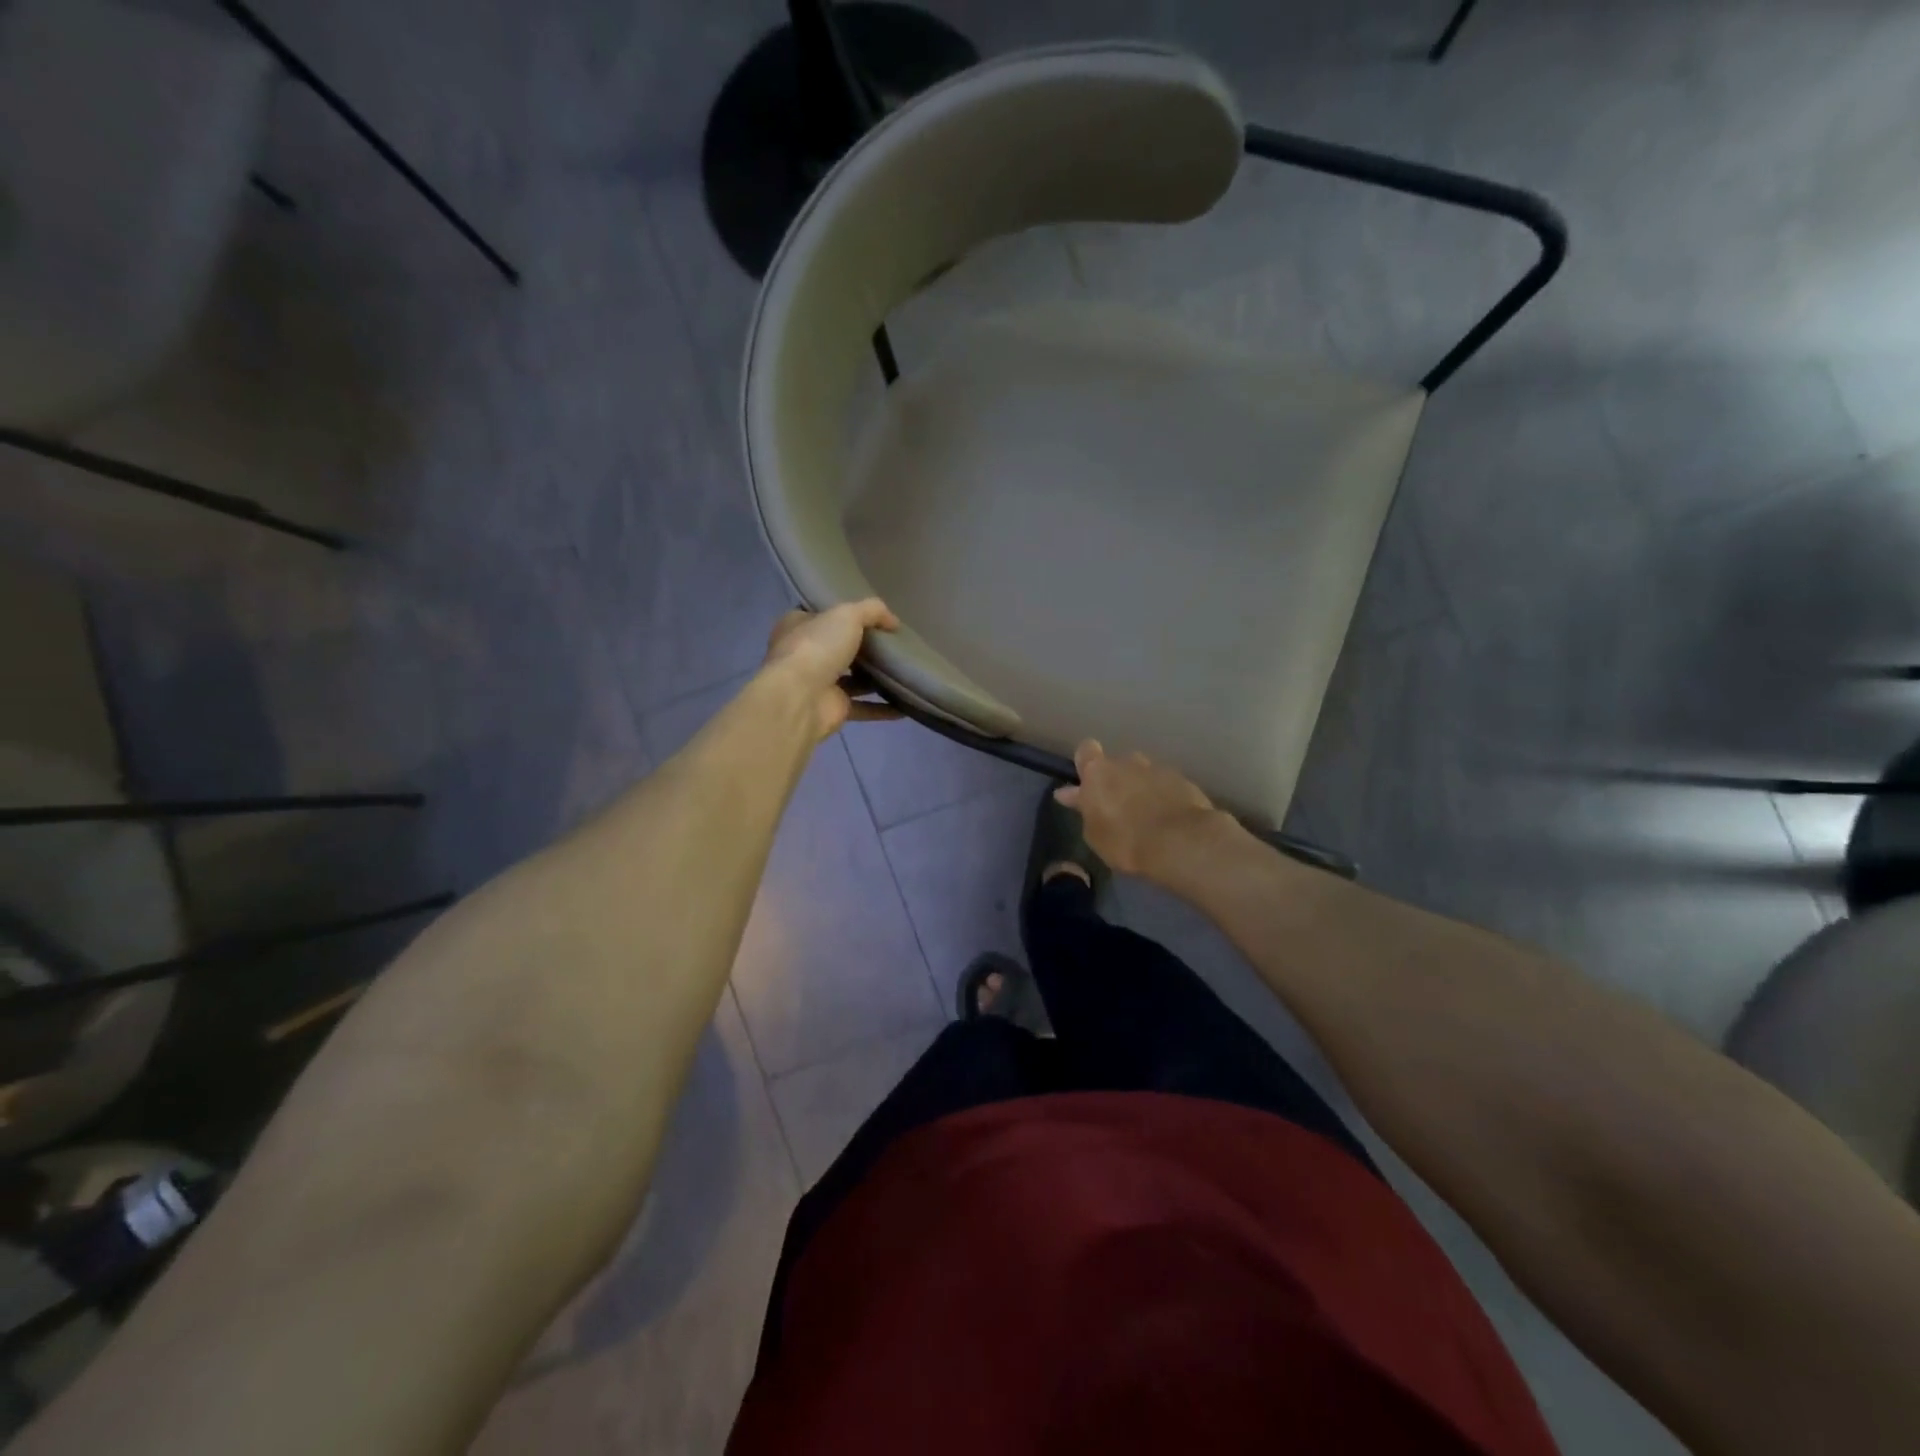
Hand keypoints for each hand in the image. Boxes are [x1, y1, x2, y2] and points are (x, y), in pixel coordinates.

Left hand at [762, 599, 902, 740]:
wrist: (799, 699)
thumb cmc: (816, 647)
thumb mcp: (847, 614)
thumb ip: (872, 611)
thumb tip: (894, 622)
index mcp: (798, 626)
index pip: (821, 616)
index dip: (844, 614)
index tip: (873, 617)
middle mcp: (805, 655)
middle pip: (839, 648)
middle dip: (864, 648)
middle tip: (895, 644)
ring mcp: (818, 684)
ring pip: (853, 679)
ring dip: (876, 678)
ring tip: (905, 671)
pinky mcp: (833, 709)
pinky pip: (863, 707)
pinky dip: (883, 708)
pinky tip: (905, 705)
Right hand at [1055, 740, 1227, 878]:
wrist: (1180, 843)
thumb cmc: (1125, 840)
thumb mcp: (1094, 833)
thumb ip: (1084, 809)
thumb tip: (1069, 794)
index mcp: (1098, 772)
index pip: (1086, 750)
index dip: (1086, 763)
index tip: (1087, 783)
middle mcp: (1127, 762)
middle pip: (1117, 763)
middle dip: (1117, 780)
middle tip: (1118, 807)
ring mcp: (1158, 769)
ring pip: (1144, 774)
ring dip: (1142, 788)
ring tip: (1146, 815)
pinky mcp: (1184, 781)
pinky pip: (1167, 786)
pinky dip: (1164, 797)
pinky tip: (1168, 819)